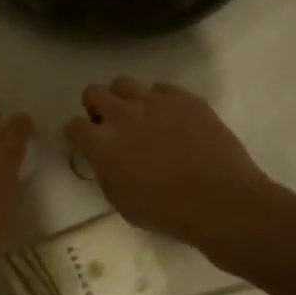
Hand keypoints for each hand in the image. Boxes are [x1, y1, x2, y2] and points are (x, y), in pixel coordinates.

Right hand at [65, 78, 275, 250]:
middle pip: (93, 92)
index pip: (73, 125)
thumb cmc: (167, 212)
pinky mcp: (184, 98)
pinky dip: (160, 101)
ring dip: (124, 98)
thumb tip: (105, 159)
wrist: (222, 201)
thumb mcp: (121, 201)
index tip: (86, 144)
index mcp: (102, 143)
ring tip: (139, 117)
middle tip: (109, 126)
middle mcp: (122, 114)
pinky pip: (161, 88)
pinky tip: (171, 119)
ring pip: (124, 82)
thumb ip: (106, 173)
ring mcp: (154, 101)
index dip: (77, 135)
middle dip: (96, 107)